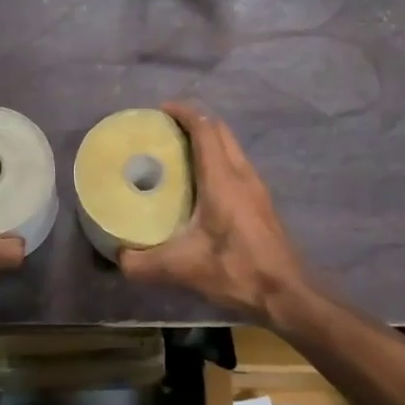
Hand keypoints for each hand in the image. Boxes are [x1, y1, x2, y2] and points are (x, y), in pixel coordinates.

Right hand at [117, 102, 309, 323]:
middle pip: (220, 131)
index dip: (183, 113)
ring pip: (231, 147)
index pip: (204, 129)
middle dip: (193, 122)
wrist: (286, 293)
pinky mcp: (261, 203)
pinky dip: (217, 160)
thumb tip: (118, 257)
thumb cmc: (236, 270)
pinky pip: (237, 165)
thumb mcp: (181, 268)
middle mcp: (242, 174)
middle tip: (164, 131)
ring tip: (178, 155)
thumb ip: (143, 263)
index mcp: (222, 178)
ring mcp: (256, 187)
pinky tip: (201, 185)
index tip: (160, 111)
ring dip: (208, 141)